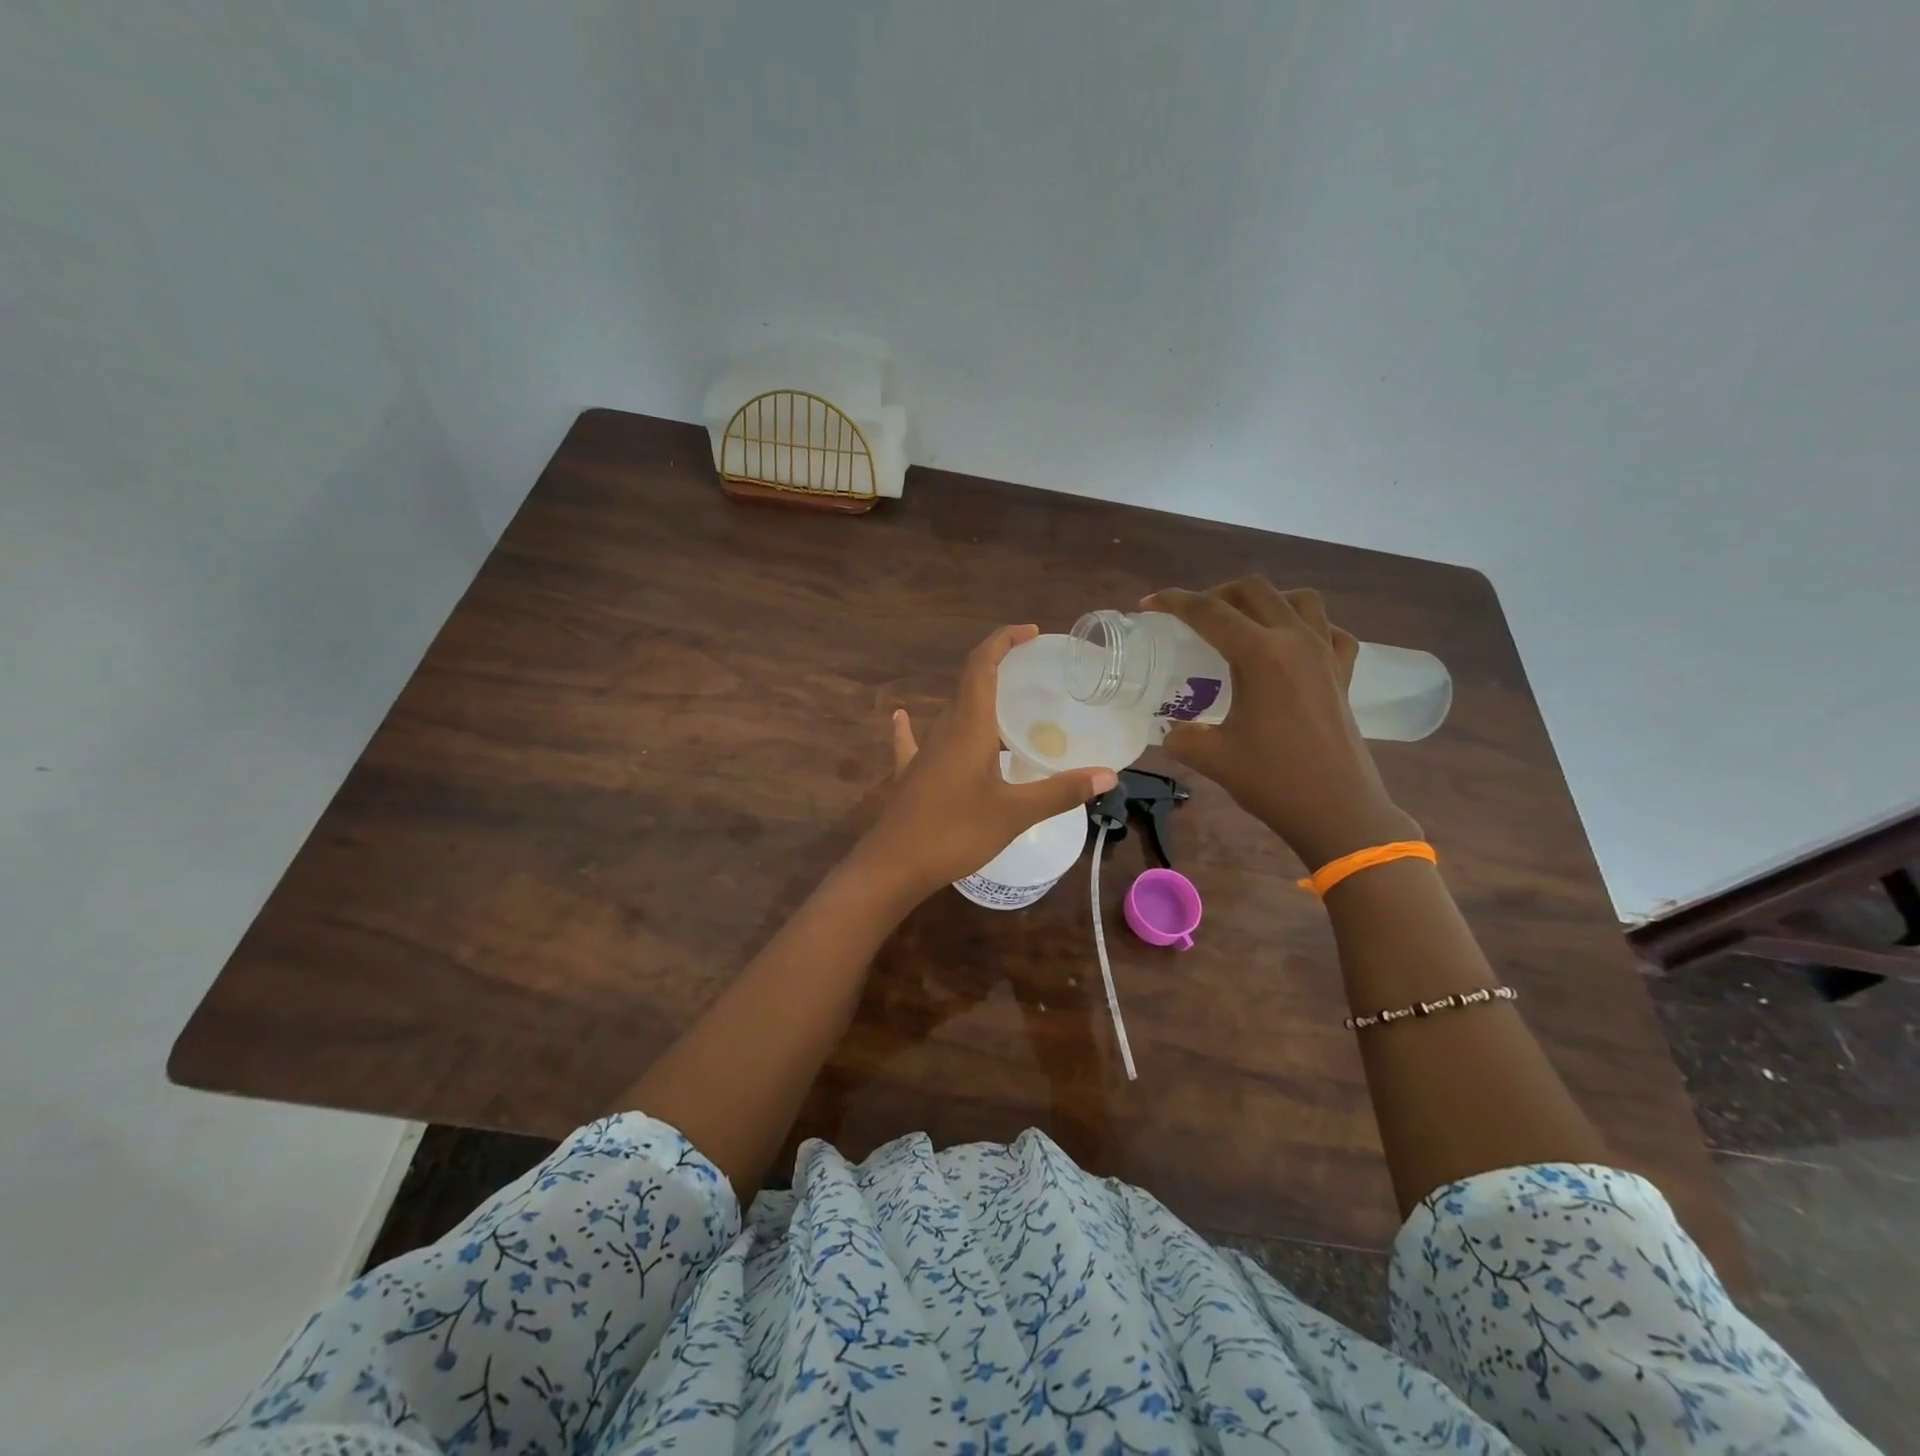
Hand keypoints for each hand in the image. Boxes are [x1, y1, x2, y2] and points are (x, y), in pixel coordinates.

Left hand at [853, 625, 1116, 900]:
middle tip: (1034, 674)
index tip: (1031, 632)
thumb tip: (1107, 775)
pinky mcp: (911, 774)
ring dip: (976, 699)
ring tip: (1007, 704)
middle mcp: (944, 729)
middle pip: (969, 683)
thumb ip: (1061, 791)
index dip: (1003, 641)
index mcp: (968, 726)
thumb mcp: (1014, 813)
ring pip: (951, 712)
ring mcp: (923, 752)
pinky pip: (913, 741)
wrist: (893, 866)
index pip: (982, 665)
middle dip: (999, 667)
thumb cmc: (955, 832)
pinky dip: (913, 726)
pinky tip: (902, 717)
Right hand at [1142, 579, 1416, 866]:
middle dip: (1216, 594)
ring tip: (1243, 625)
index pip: (1209, 611)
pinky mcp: (1344, 674)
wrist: (1337, 811)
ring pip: (1298, 599)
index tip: (1148, 604)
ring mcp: (1326, 654)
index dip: (1173, 602)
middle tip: (1193, 618)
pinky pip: (1329, 631)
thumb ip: (1181, 735)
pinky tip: (1291, 648)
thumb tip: (1172, 730)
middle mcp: (1295, 640)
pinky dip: (1307, 628)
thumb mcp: (1212, 757)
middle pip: (1253, 590)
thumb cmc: (1273, 780)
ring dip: (1265, 602)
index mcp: (1260, 654)